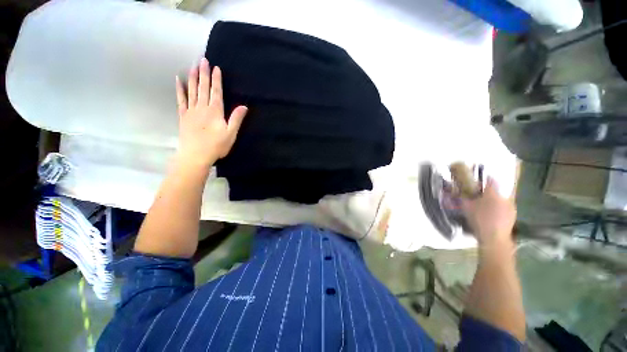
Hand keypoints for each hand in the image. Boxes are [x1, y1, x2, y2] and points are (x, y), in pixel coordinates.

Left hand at [175, 58, 247, 167]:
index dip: (216, 80)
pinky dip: (180, 89)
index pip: (216, 92)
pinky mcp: (183, 116)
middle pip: (203, 88)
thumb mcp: (231, 134)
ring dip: (193, 78)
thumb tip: (244, 106)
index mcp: (215, 111)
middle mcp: (202, 107)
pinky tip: (179, 81)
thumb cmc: (216, 146)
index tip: (216, 68)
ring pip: (192, 91)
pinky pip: (181, 100)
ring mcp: (191, 111)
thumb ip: (236, 119)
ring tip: (193, 66)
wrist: (195, 155)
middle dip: (204, 73)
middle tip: (202, 60)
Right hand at [461, 177, 515, 247]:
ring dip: (494, 200)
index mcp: (492, 193)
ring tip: (485, 207)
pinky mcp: (513, 215)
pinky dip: (499, 208)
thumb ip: (463, 197)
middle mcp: (504, 197)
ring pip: (501, 199)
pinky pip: (504, 207)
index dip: (483, 178)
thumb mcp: (466, 207)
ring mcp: (511, 206)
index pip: (490, 180)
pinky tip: (492, 215)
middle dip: (488, 192)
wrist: (494, 238)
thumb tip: (459, 191)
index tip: (478, 181)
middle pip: (496, 190)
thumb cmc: (479, 219)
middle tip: (479, 196)